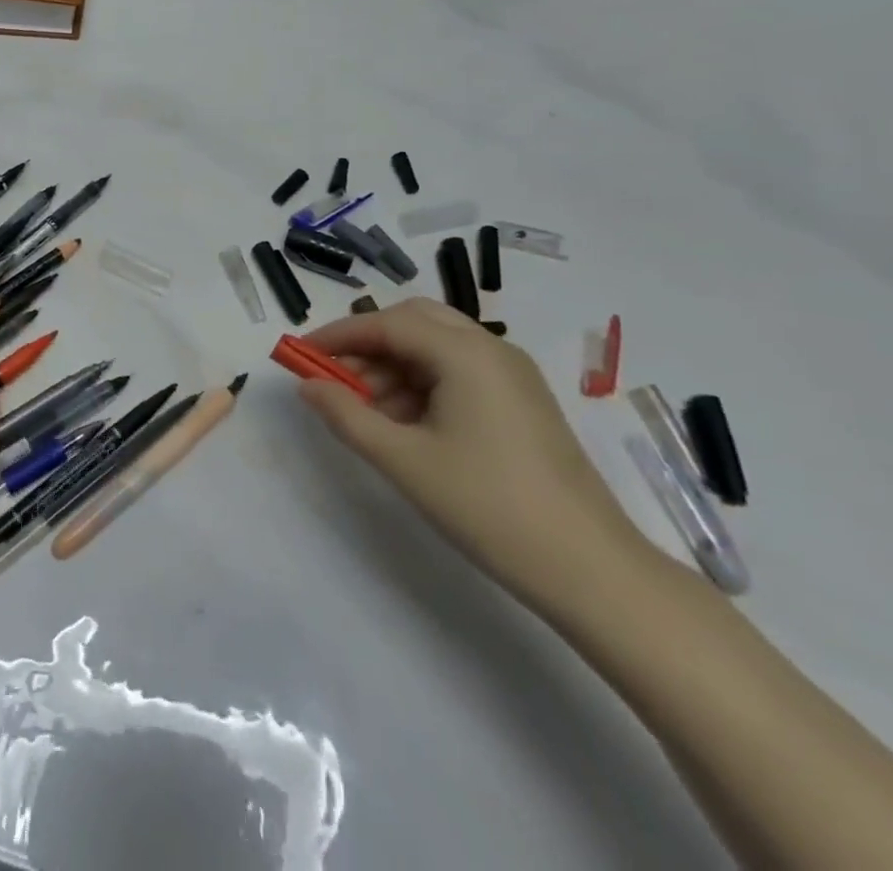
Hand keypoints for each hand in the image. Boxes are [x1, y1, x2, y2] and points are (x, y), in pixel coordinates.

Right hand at [298, 298, 653, 613]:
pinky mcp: (521, 402)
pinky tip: (402, 425)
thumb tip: (306, 386)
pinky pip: (457, 373)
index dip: (339, 335)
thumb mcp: (404, 461)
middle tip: (333, 379)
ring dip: (392, 368)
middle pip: (414, 322)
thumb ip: (346, 416)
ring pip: (435, 348)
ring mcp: (511, 376)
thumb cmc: (488, 507)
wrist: (591, 571)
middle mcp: (492, 350)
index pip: (388, 323)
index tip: (300, 355)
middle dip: (367, 345)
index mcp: (466, 353)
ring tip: (362, 412)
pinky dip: (420, 385)